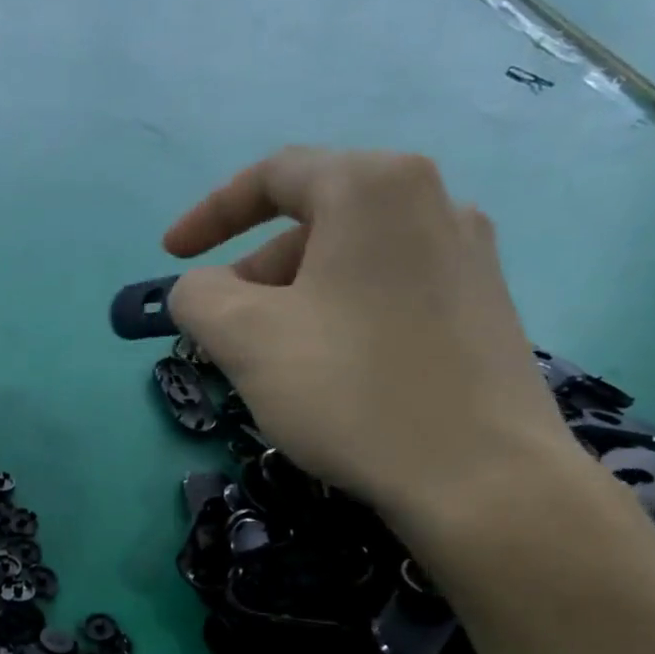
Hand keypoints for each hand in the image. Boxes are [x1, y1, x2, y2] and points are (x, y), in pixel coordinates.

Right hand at [164, 148, 578, 529]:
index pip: (273, 175)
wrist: (482, 478)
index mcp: (373, 188)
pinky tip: (330, 376)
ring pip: (349, 262)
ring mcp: (468, 256)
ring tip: (272, 363)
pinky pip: (386, 292)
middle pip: (313, 222)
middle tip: (222, 332)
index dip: (209, 213)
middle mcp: (432, 202)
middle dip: (252, 274)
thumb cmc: (351, 390)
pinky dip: (338, 317)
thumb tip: (199, 290)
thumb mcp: (245, 338)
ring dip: (292, 300)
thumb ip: (197, 296)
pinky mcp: (483, 307)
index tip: (171, 256)